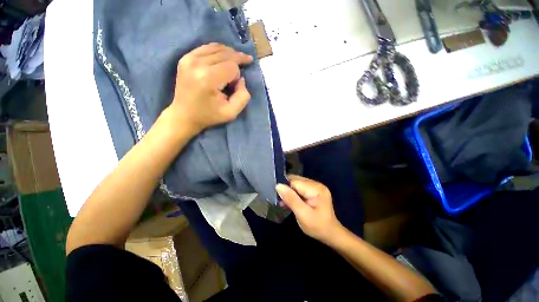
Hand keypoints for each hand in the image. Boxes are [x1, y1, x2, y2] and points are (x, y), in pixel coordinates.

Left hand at [169, 43, 252, 133]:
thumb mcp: (232, 113)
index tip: (234, 87)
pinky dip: (218, 50)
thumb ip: (243, 96)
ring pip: (217, 48)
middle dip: (237, 60)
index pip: (232, 67)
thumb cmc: (209, 115)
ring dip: (230, 53)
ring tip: (238, 59)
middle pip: (225, 54)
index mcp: (208, 79)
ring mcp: (189, 58)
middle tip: (246, 62)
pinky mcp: (185, 58)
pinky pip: (206, 47)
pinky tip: (224, 56)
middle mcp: (197, 64)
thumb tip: (241, 79)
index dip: (238, 76)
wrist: (184, 115)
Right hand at [276, 175, 342, 243]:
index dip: (285, 187)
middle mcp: (316, 184)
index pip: (295, 182)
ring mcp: (316, 186)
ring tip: (285, 203)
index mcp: (316, 189)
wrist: (330, 234)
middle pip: (296, 181)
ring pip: (296, 183)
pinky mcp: (314, 190)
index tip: (278, 197)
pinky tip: (290, 202)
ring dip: (289, 192)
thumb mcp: (303, 215)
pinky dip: (293, 194)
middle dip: (287, 189)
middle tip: (281, 201)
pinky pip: (300, 188)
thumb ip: (291, 199)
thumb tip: (278, 186)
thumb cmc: (317, 227)